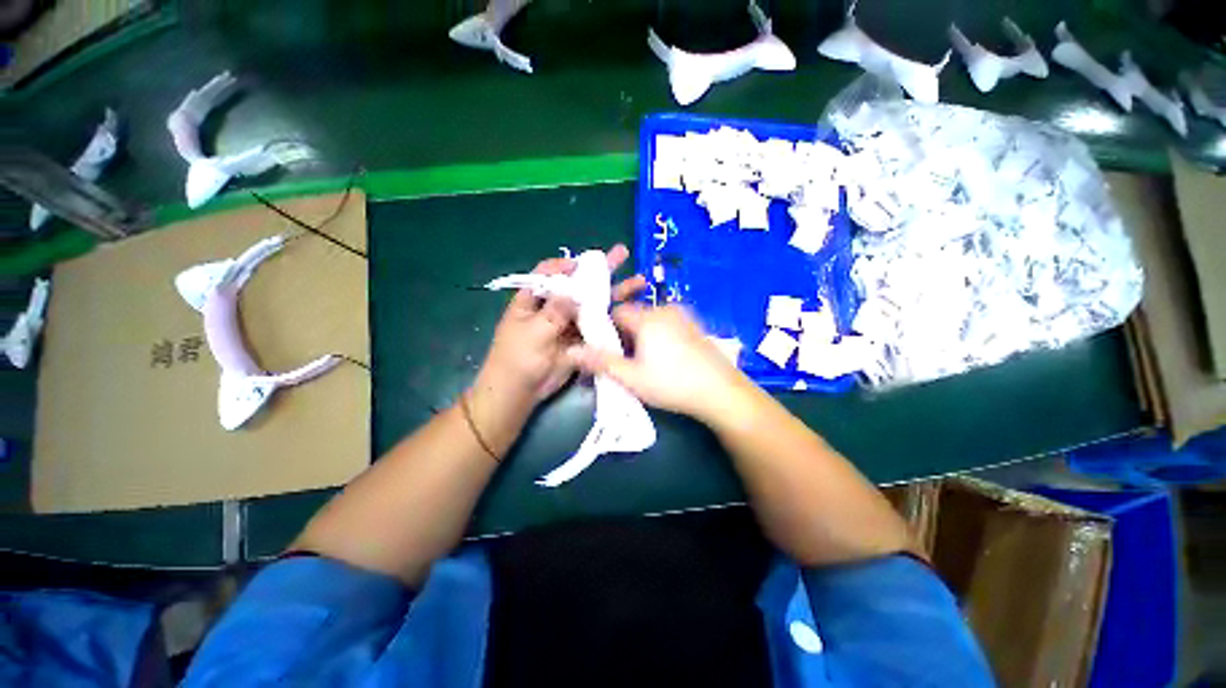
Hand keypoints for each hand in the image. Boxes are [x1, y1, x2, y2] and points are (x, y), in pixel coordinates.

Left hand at [468, 245, 645, 449]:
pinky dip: (613, 319)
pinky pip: (597, 326)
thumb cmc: (517, 358)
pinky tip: (632, 311)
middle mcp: (554, 306)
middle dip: (600, 272)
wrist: (520, 392)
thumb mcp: (532, 332)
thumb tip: (574, 292)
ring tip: (638, 282)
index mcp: (534, 299)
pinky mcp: (581, 339)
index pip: (549, 273)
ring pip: (593, 305)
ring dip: (614, 294)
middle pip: (578, 285)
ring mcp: (569, 323)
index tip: (585, 264)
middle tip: (622, 255)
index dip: (567, 265)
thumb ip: (554, 312)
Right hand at [569, 304, 754, 423]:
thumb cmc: (672, 384)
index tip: (608, 350)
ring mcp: (684, 316)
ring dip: (643, 336)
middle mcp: (665, 309)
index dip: (607, 329)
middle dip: (626, 335)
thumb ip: (600, 362)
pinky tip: (668, 359)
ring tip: (648, 363)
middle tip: (628, 361)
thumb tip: (570, 351)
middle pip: (634, 316)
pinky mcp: (695, 326)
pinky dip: (660, 336)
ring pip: (651, 321)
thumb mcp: (631, 377)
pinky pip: (668, 324)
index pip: (616, 312)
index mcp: (647, 317)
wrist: (722, 392)